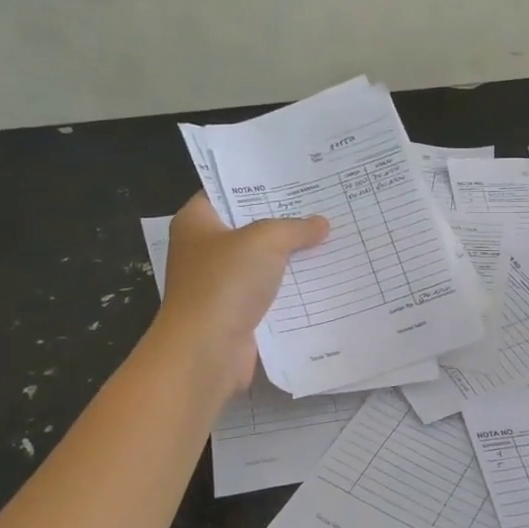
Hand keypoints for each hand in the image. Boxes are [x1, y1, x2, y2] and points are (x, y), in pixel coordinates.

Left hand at [156, 193, 328, 390]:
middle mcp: (204, 250)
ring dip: (292, 256)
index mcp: (196, 222)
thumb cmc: (225, 283)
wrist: (207, 350)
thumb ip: (294, 227)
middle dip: (284, 220)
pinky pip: (270, 292)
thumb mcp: (265, 240)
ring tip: (332, 237)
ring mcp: (220, 283)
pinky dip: (292, 288)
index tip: (294, 177)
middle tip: (323, 204)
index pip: (226, 191)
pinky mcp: (237, 312)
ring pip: (263, 262)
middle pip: (249, 227)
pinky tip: (323, 276)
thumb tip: (321, 223)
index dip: (258, 183)